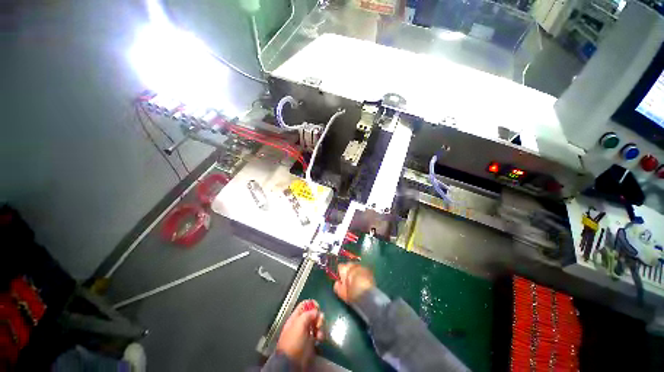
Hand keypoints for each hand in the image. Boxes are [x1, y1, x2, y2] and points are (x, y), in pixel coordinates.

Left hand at [276, 300, 324, 369]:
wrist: (291, 363)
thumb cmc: (293, 341)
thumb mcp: (299, 324)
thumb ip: (308, 314)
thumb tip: (317, 312)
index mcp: (296, 317)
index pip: (304, 305)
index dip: (312, 304)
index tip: (318, 307)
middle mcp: (301, 323)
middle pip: (313, 313)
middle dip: (318, 316)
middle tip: (319, 322)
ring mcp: (307, 332)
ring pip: (317, 323)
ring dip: (321, 326)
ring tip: (319, 333)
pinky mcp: (311, 341)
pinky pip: (319, 333)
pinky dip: (321, 334)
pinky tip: (320, 338)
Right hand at [333, 263, 374, 303]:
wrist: (369, 297)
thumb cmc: (353, 295)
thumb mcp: (342, 293)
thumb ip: (337, 286)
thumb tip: (337, 282)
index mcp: (345, 269)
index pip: (340, 266)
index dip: (340, 273)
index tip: (341, 280)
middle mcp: (353, 265)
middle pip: (348, 265)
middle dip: (348, 271)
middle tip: (349, 281)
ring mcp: (362, 267)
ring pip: (356, 267)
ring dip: (355, 271)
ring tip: (356, 281)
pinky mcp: (369, 271)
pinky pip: (363, 270)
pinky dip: (362, 274)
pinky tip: (363, 281)